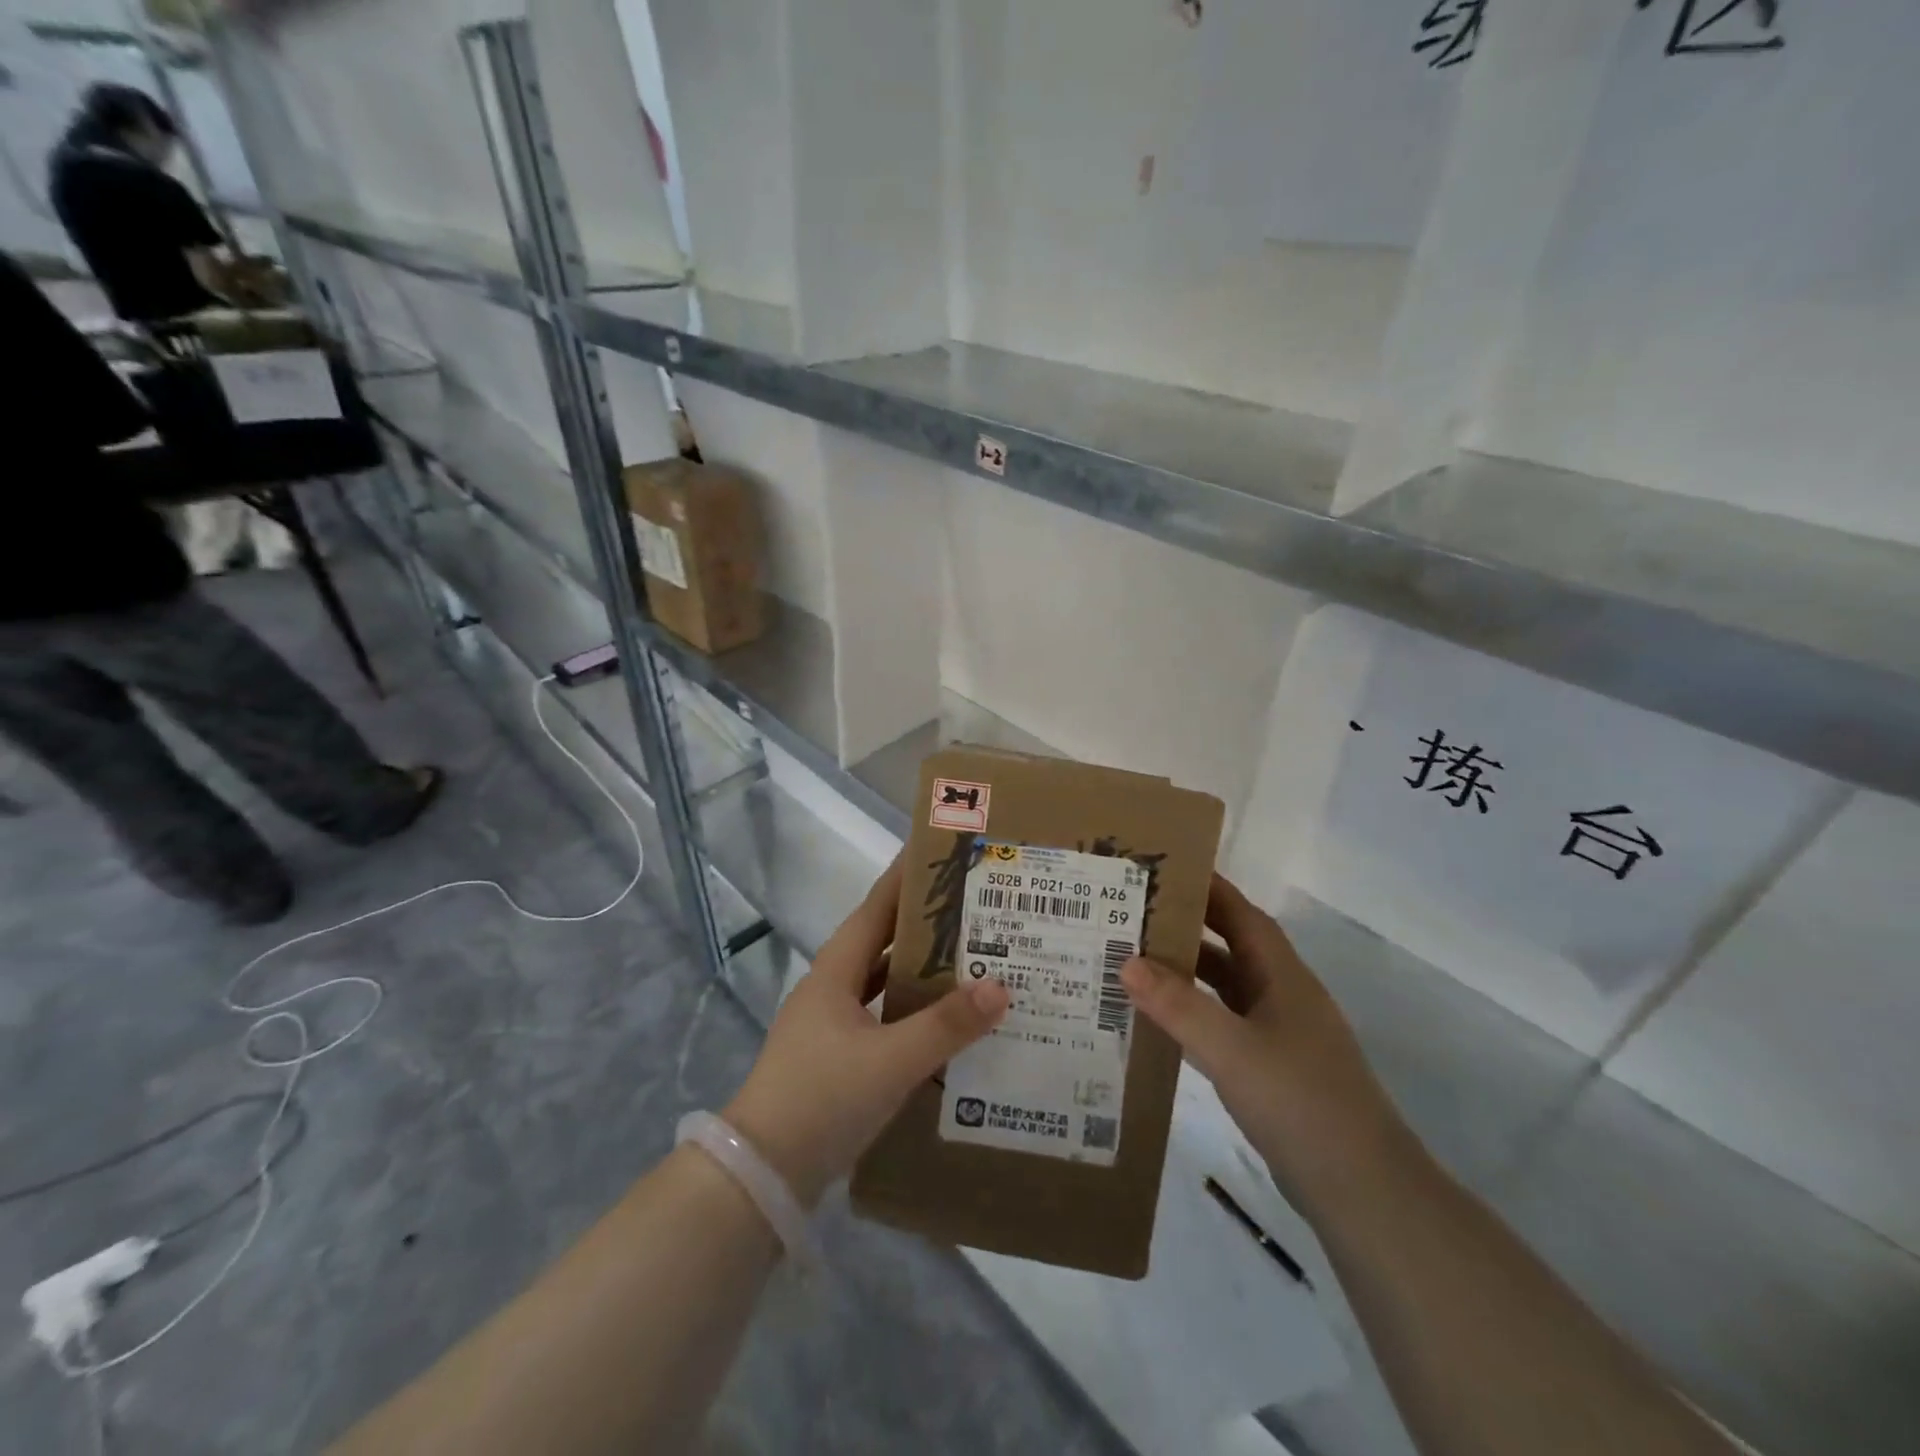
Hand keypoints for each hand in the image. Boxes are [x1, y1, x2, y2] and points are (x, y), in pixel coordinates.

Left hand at [724, 858, 1009, 1205]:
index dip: (905, 878)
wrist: (761, 1174)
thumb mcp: (891, 1060)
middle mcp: (831, 989)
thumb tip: (1000, 985)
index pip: (876, 908)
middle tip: (973, 908)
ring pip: (883, 983)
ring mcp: (831, 1026)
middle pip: (883, 942)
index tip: (938, 852)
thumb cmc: (822, 1098)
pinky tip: (943, 1024)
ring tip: (970, 959)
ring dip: (920, 971)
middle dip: (923, 924)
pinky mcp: (836, 1060)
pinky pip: (883, 1019)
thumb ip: (946, 1025)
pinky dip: (912, 1013)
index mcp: (836, 972)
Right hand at [1121, 875, 1408, 1206]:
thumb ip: (1178, 1006)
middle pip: (1231, 947)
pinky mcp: (1273, 1070)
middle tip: (1134, 914)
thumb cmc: (1300, 1102)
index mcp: (1282, 977)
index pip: (1242, 915)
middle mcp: (1282, 997)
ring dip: (1188, 973)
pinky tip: (1162, 1022)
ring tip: (1135, 961)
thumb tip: (1127, 962)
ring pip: (1227, 988)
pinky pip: (1225, 1024)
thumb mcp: (1232, 1049)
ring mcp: (1280, 1035)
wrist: (1362, 1189)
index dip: (1208, 889)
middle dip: (1188, 927)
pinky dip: (1194, 1014)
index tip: (1164, 870)